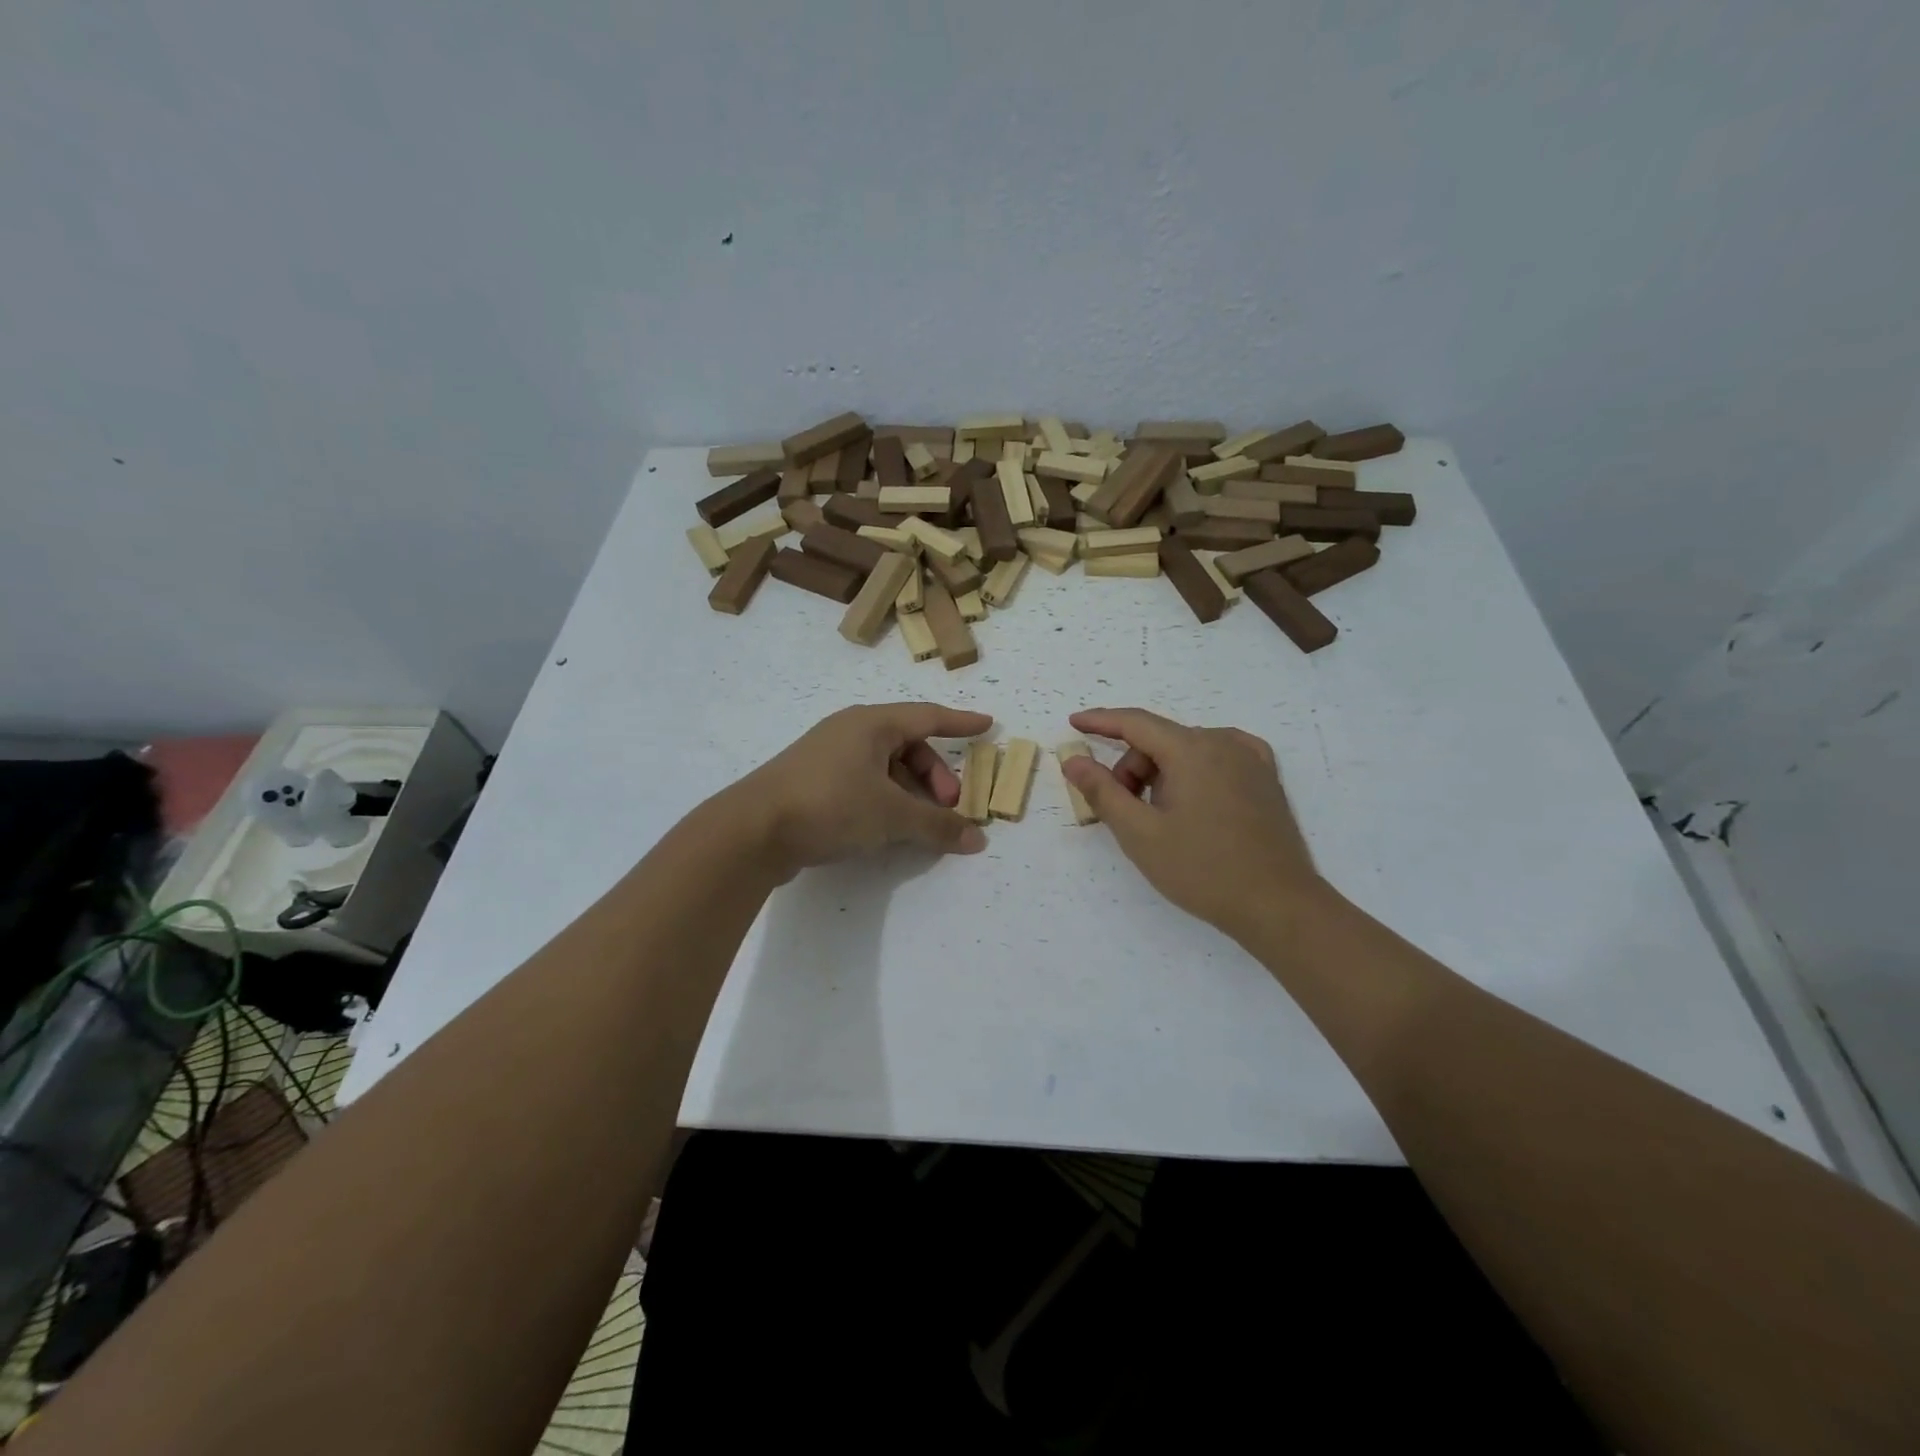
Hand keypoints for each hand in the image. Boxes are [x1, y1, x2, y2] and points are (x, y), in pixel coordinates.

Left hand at [728, 703, 992, 876]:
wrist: (752, 830)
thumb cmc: (830, 805)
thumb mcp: (891, 815)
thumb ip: (937, 825)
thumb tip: (977, 839)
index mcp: (871, 723)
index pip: (928, 716)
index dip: (960, 722)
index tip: (987, 725)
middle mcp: (850, 732)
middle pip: (908, 745)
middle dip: (935, 774)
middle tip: (948, 805)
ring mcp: (828, 757)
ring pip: (885, 767)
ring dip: (911, 791)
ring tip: (920, 823)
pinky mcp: (813, 783)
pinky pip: (864, 782)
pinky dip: (886, 799)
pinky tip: (887, 828)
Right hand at [1061, 708, 1320, 938]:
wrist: (1278, 905)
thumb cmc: (1202, 870)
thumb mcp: (1140, 833)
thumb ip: (1102, 791)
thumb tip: (1073, 759)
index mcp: (1191, 750)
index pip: (1135, 723)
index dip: (1100, 721)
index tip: (1074, 723)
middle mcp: (1223, 742)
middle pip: (1160, 740)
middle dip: (1132, 768)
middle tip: (1122, 811)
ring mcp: (1250, 758)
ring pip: (1188, 750)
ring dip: (1161, 773)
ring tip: (1160, 819)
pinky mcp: (1266, 778)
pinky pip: (1218, 757)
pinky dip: (1194, 770)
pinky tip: (1191, 794)